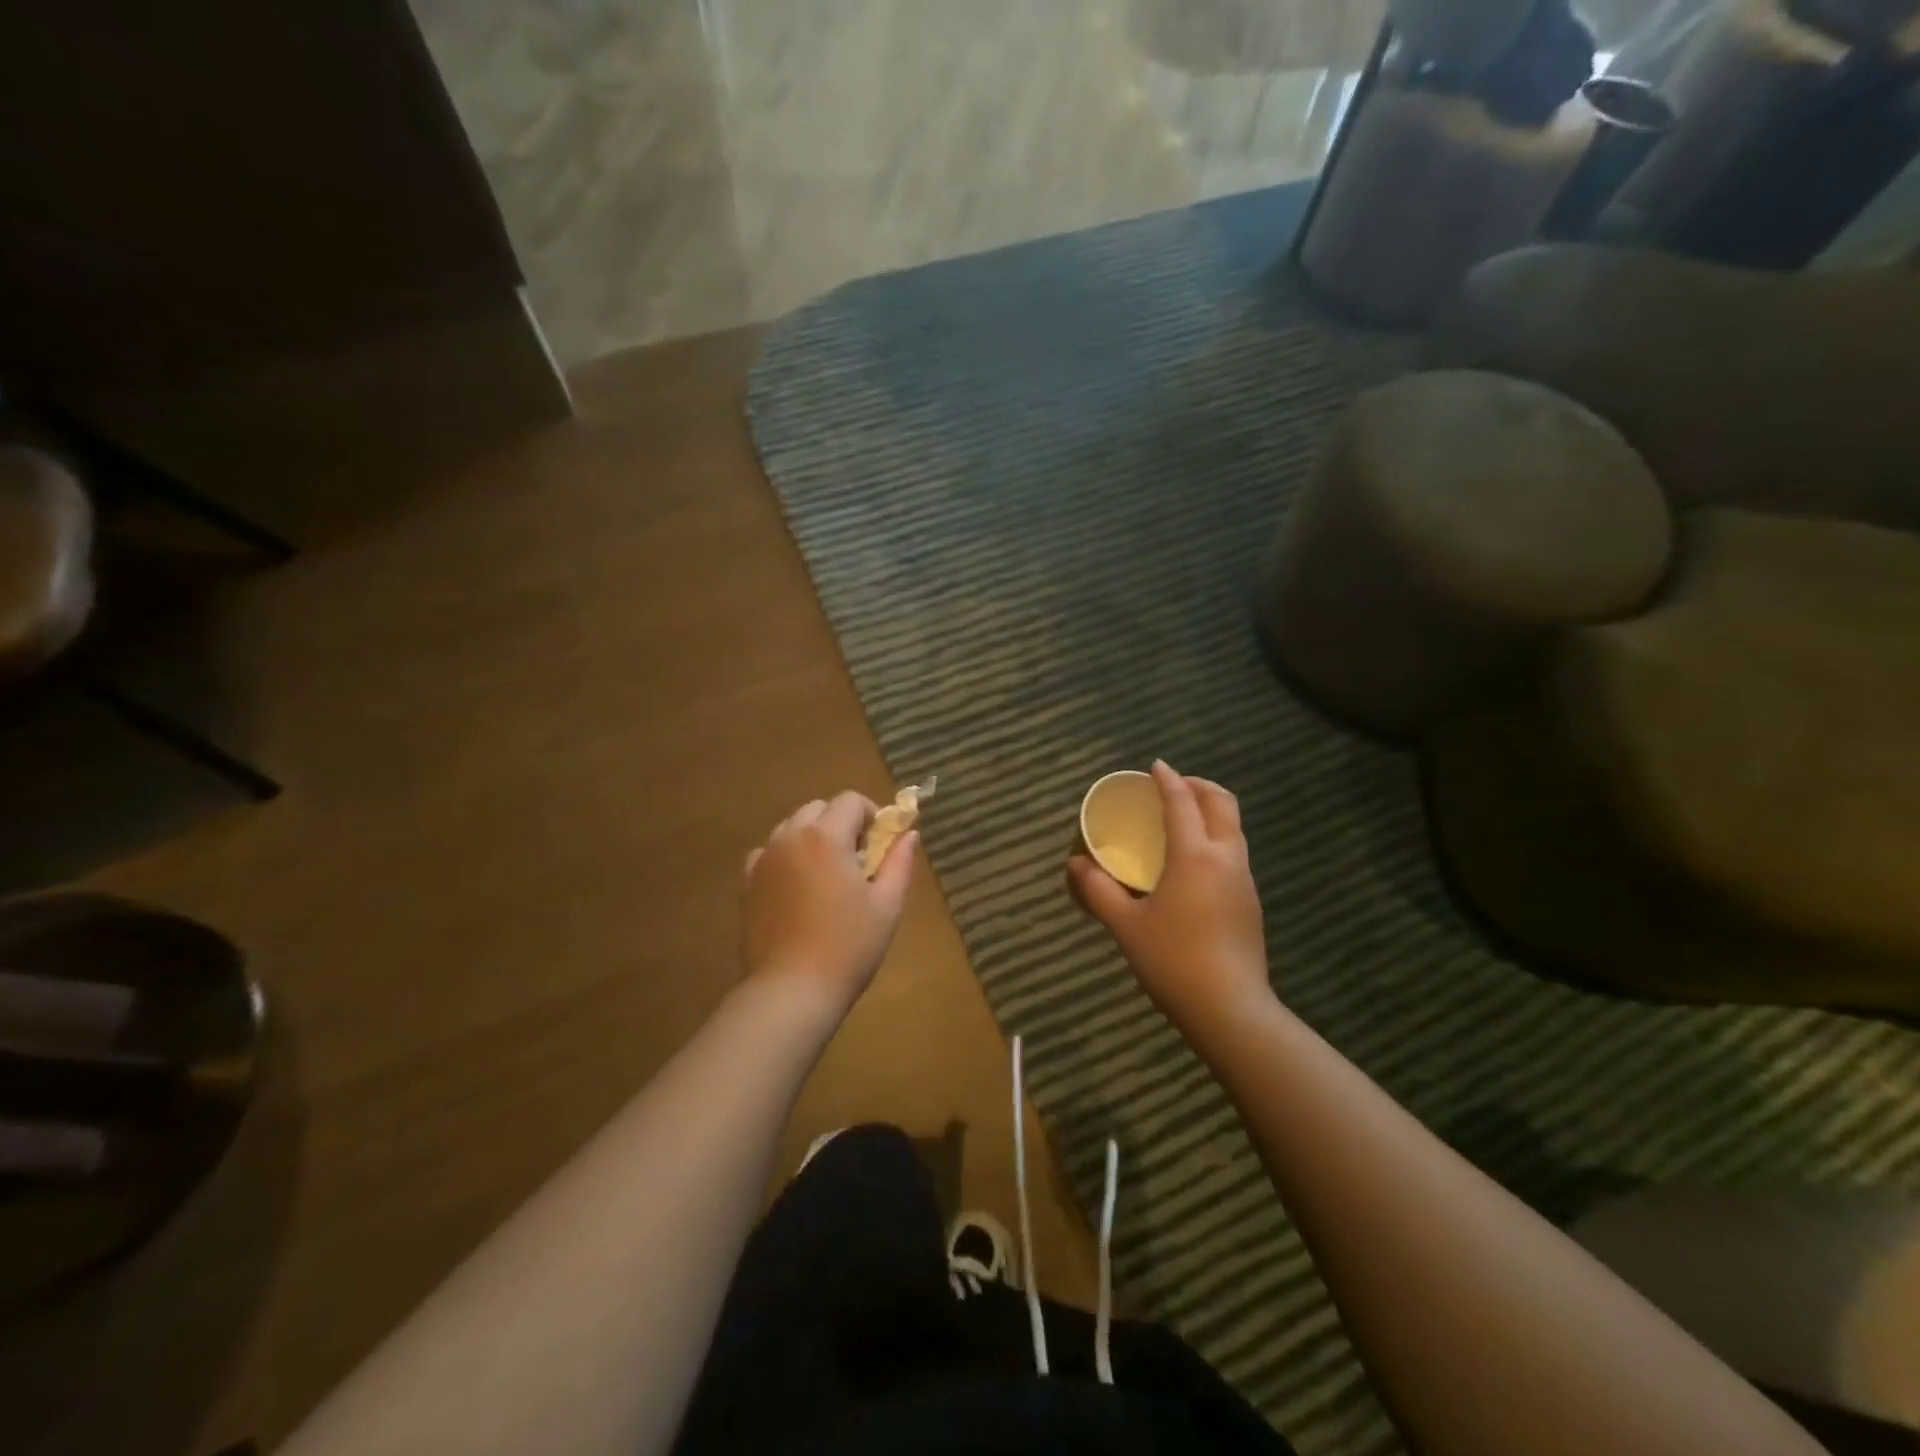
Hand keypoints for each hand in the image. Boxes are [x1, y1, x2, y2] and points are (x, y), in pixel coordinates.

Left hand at [743, 791, 917, 1012]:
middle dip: (841, 823)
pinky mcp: (747, 884)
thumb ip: (899, 862)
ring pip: (791, 828)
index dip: (871, 815)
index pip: (850, 800)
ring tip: (827, 875)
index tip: (881, 845)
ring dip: (813, 838)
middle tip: (858, 861)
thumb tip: (909, 834)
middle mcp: (790, 838)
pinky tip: (798, 889)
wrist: (791, 990)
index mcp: (825, 837)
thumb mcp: (887, 904)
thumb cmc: (848, 946)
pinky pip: (769, 854)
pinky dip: (786, 858)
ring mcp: (764, 860)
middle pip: (818, 809)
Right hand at [1069, 761, 1270, 1033]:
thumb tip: (1075, 864)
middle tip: (1173, 786)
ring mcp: (1243, 881)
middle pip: (1222, 804)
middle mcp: (1226, 859)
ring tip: (1182, 818)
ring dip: (1211, 811)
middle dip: (1199, 786)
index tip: (1155, 766)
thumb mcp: (1126, 925)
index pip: (1182, 803)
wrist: (1230, 1010)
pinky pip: (1234, 852)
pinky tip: (1193, 861)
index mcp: (1194, 856)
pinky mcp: (1250, 903)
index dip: (1168, 780)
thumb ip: (1098, 890)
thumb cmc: (1173, 961)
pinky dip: (1216, 837)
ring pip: (1233, 828)